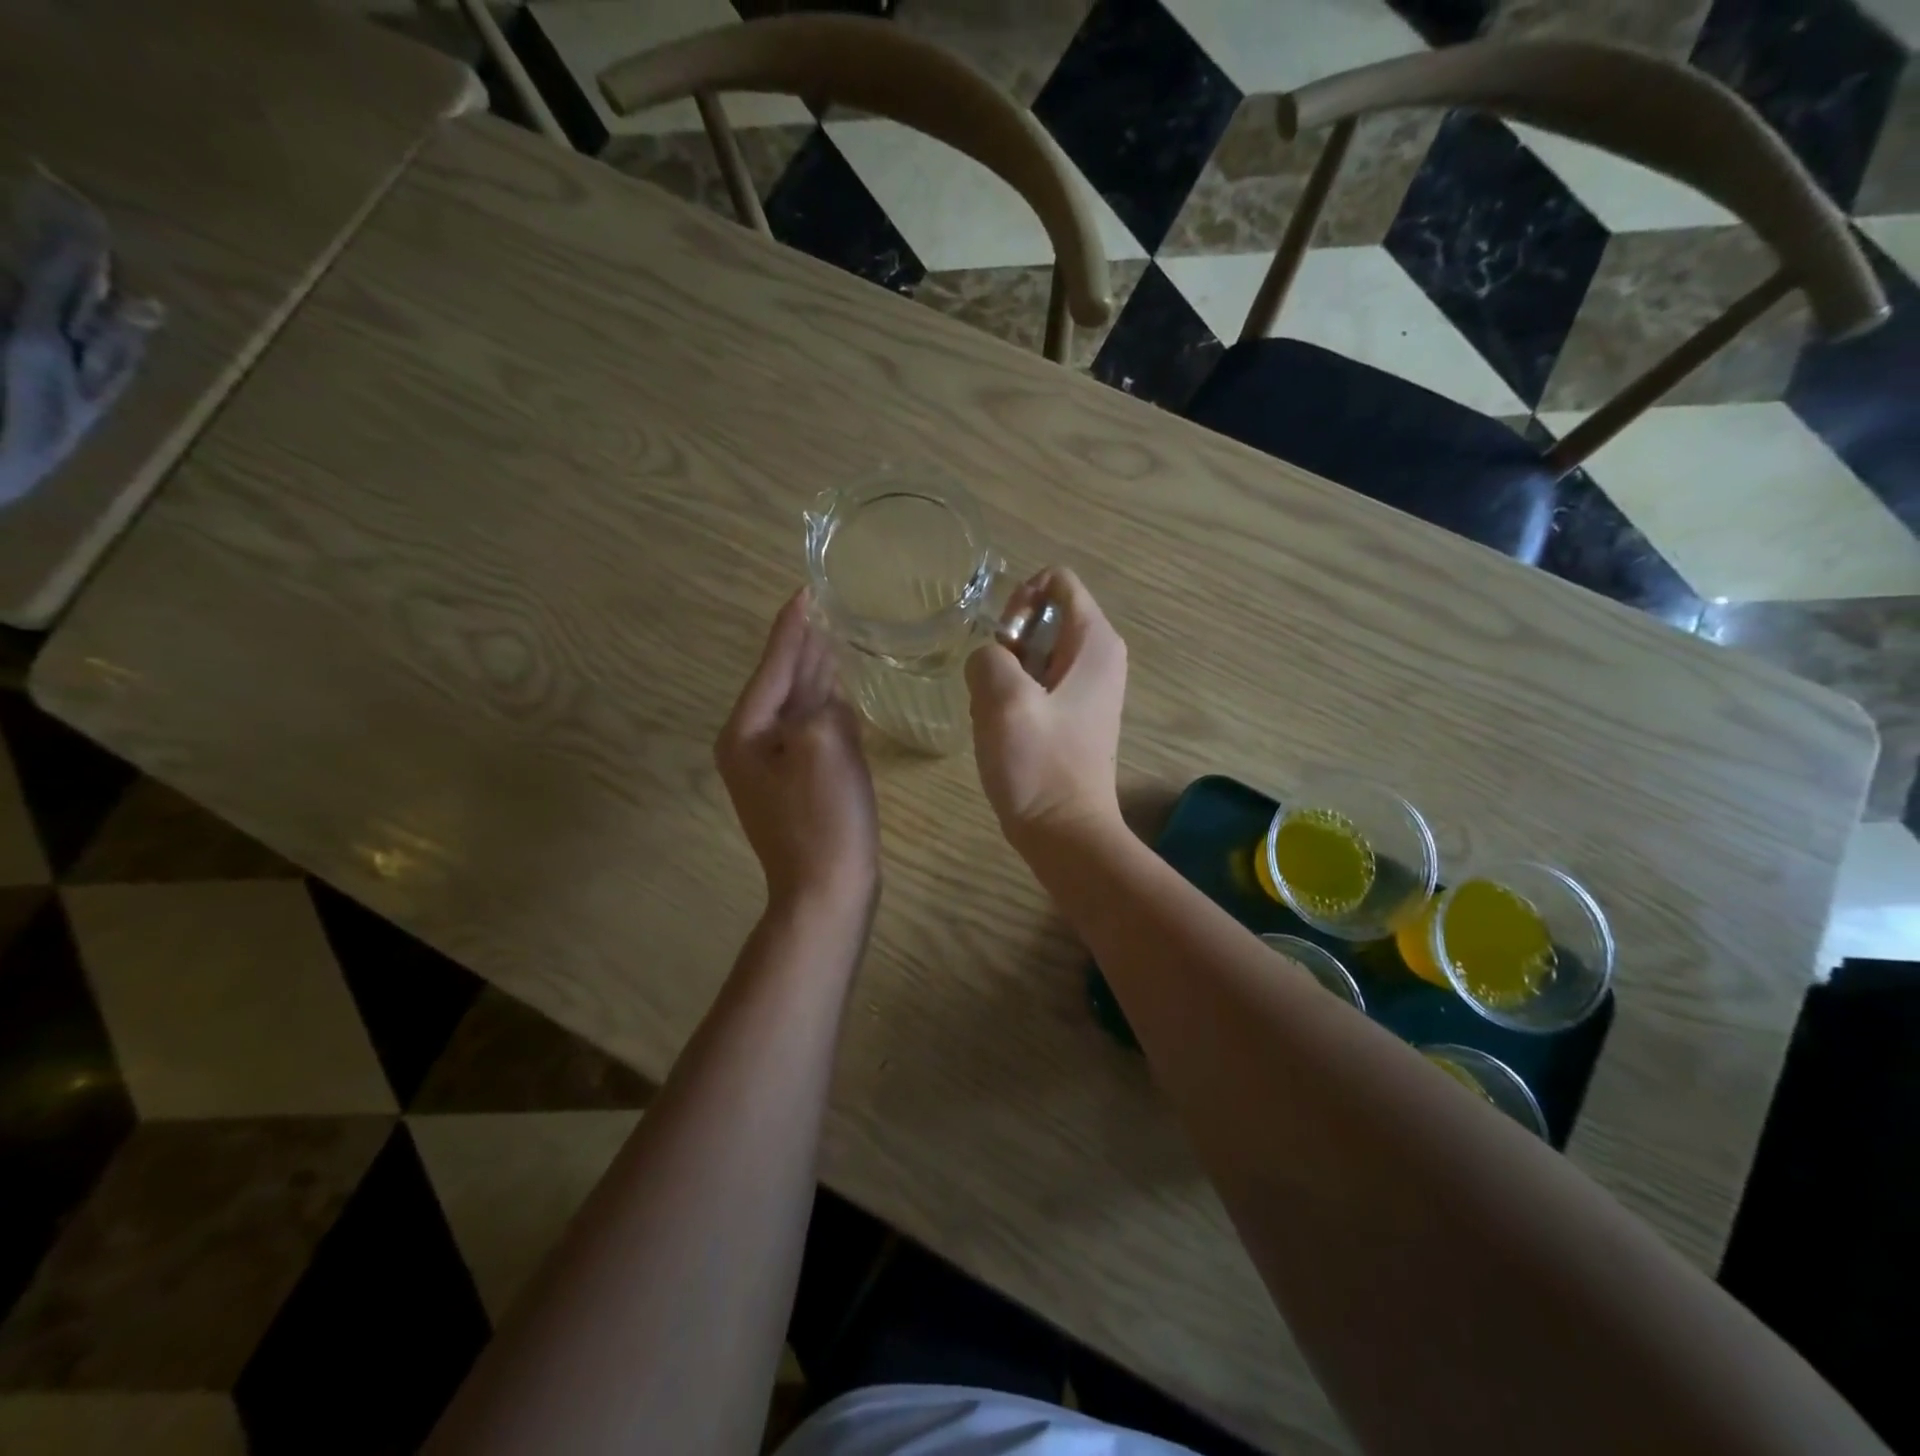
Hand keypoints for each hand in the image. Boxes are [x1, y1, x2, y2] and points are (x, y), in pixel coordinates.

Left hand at [717, 592, 878, 914]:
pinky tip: (841, 696)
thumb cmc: (823, 818)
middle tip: (822, 610)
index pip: (773, 666)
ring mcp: (775, 771)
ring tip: (833, 641)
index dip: (792, 628)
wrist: (826, 893)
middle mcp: (752, 747)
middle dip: (802, 648)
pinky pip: (813, 736)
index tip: (805, 591)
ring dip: (815, 677)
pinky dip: (827, 711)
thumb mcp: (823, 746)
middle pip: (782, 685)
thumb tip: (828, 700)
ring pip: (798, 710)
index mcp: (747, 733)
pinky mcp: (801, 788)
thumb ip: (823, 707)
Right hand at [966, 567, 1127, 852]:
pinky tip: (1005, 730)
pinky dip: (1013, 697)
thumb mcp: (1003, 700)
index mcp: (1095, 642)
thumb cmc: (1039, 765)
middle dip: (1008, 644)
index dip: (1020, 600)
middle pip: (1044, 617)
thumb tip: (989, 660)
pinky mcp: (1074, 715)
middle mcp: (1100, 657)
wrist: (1065, 832)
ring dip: (1005, 675)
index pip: (1057, 581)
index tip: (1002, 643)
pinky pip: (1036, 684)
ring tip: (997, 714)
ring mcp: (1088, 688)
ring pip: (1033, 654)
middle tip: (994, 685)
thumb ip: (988, 657)